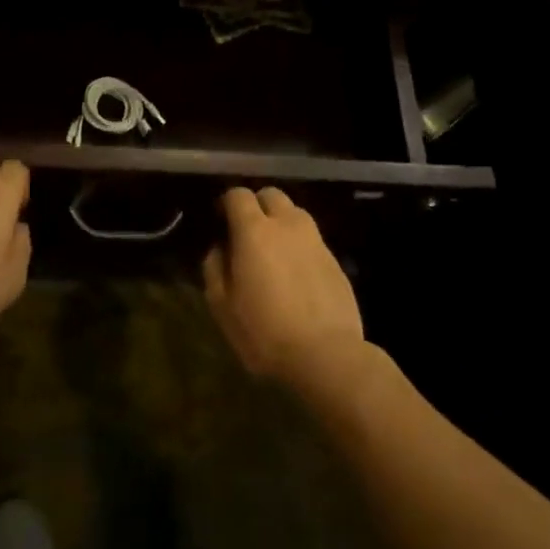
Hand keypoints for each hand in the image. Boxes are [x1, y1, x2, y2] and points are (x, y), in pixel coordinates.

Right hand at [202, 187, 364, 395]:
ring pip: (295, 213)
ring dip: (281, 222)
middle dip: (257, 205)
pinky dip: (299, 245)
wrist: (326, 354)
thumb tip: (219, 249)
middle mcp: (287, 224)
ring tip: (274, 251)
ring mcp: (315, 239)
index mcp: (254, 230)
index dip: (227, 202)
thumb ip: (215, 269)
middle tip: (247, 232)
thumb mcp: (223, 307)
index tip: (221, 219)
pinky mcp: (335, 259)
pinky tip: (296, 273)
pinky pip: (311, 239)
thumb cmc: (265, 331)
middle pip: (271, 195)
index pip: (239, 195)